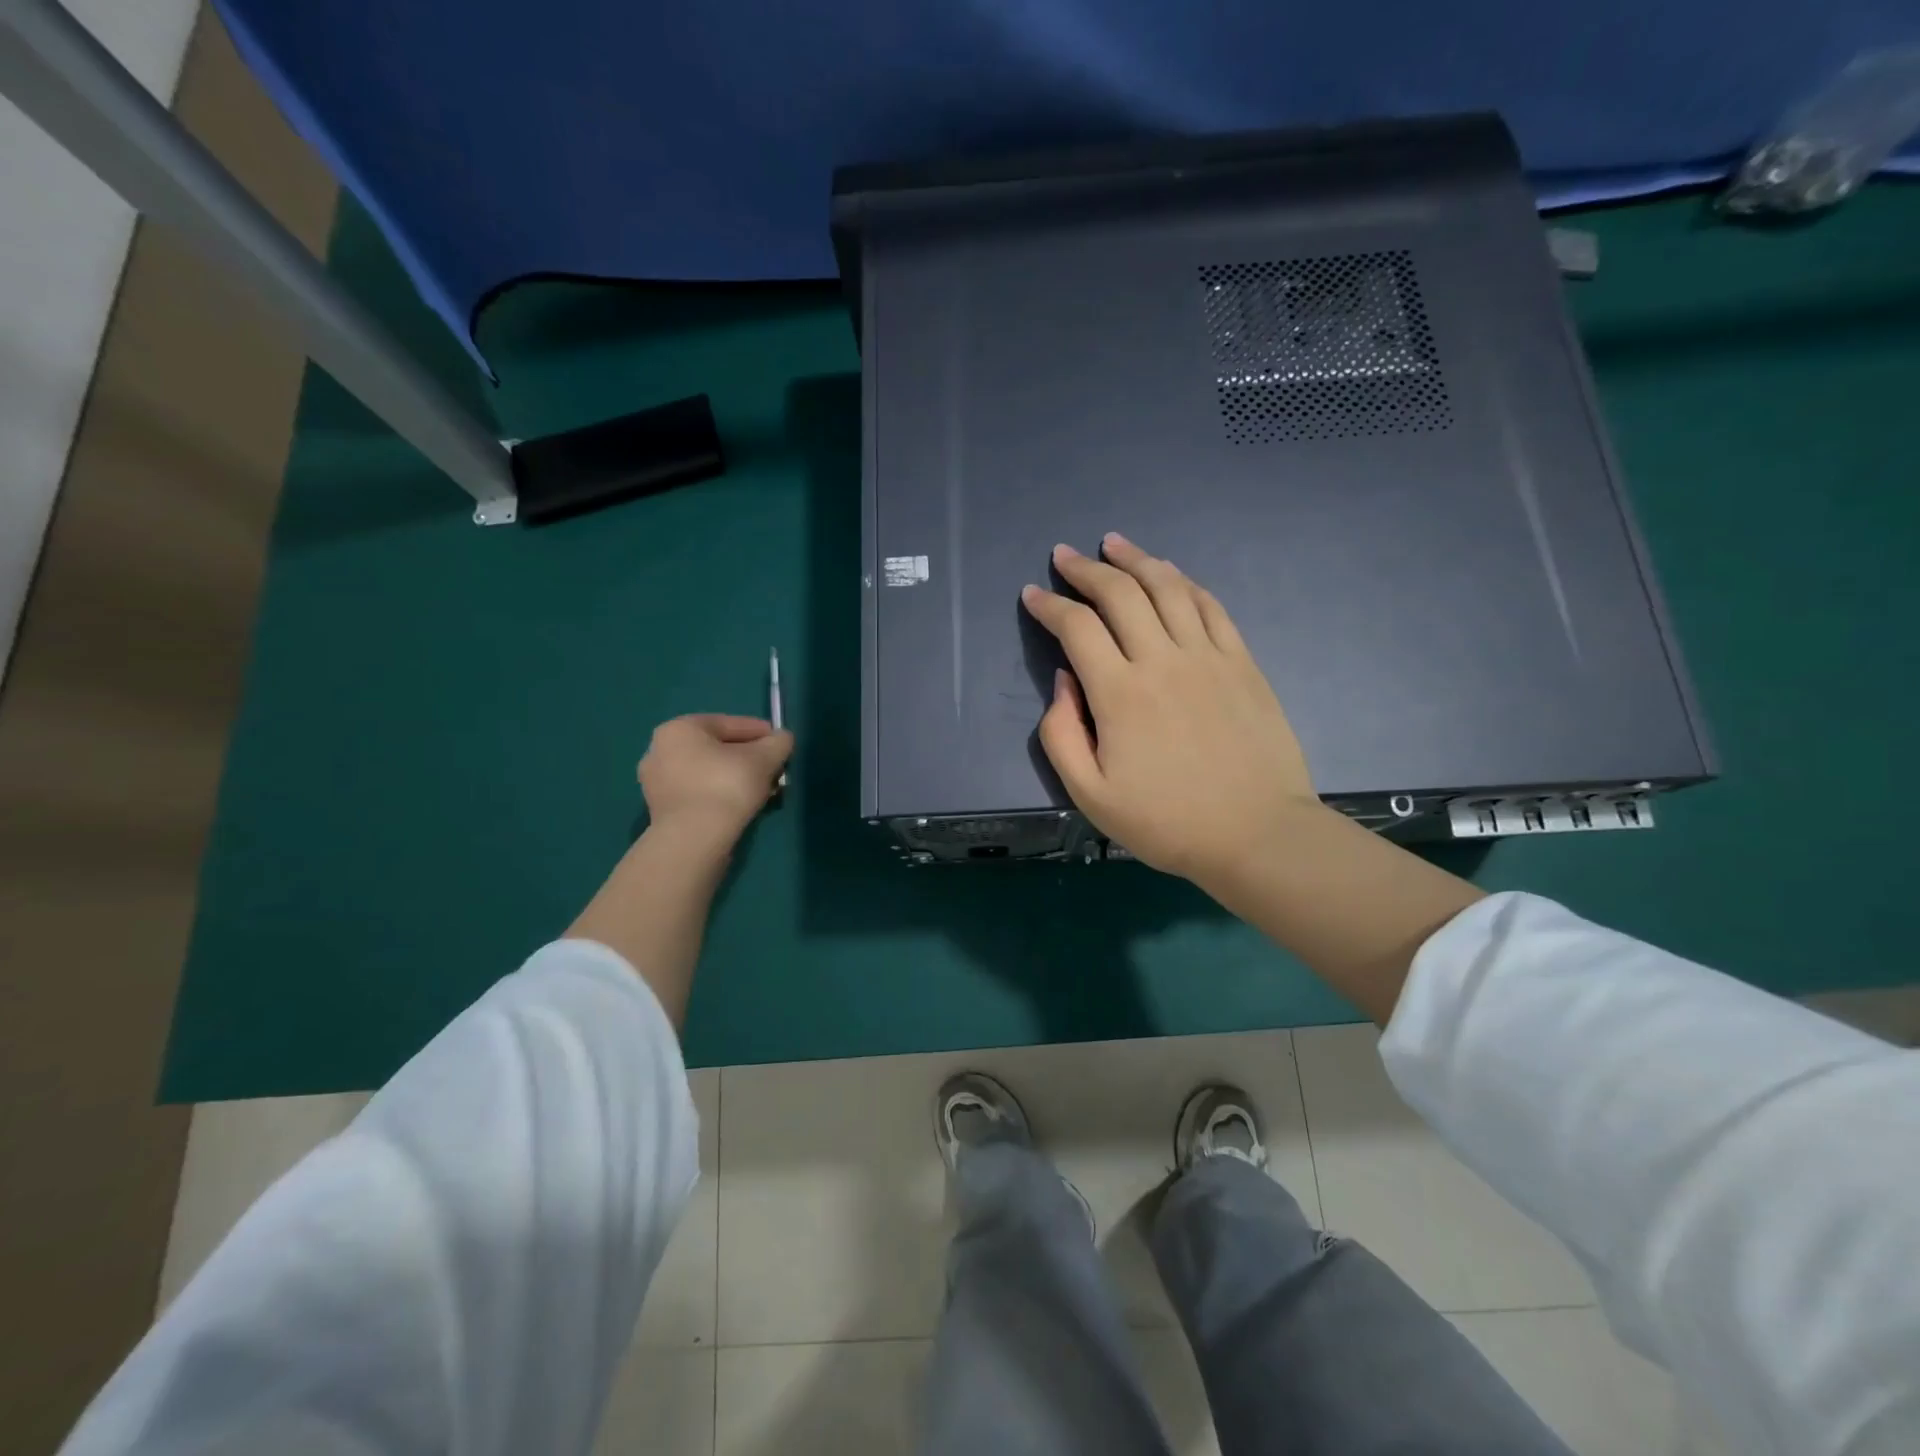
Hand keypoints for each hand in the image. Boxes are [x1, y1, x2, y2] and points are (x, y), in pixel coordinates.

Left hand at [638, 714, 793, 847]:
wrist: (694, 840)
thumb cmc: (727, 785)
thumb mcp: (765, 758)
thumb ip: (778, 743)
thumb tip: (783, 739)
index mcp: (679, 728)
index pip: (730, 724)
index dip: (761, 732)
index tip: (781, 744)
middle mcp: (660, 750)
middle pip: (718, 749)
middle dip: (749, 758)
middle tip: (774, 770)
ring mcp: (657, 783)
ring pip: (709, 772)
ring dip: (737, 778)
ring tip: (764, 790)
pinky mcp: (662, 811)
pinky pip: (700, 793)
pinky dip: (722, 794)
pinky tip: (743, 805)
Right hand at [1021, 534, 1318, 887]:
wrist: (1257, 834)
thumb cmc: (1167, 822)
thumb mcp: (1091, 795)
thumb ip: (1061, 735)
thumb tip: (1063, 681)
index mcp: (1120, 694)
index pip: (1076, 628)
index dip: (1049, 605)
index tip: (1032, 593)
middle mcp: (1162, 660)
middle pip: (1120, 594)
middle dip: (1086, 569)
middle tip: (1065, 555)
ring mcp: (1208, 656)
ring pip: (1167, 587)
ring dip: (1136, 559)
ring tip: (1114, 544)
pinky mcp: (1242, 662)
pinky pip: (1210, 606)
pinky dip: (1184, 582)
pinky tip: (1169, 574)